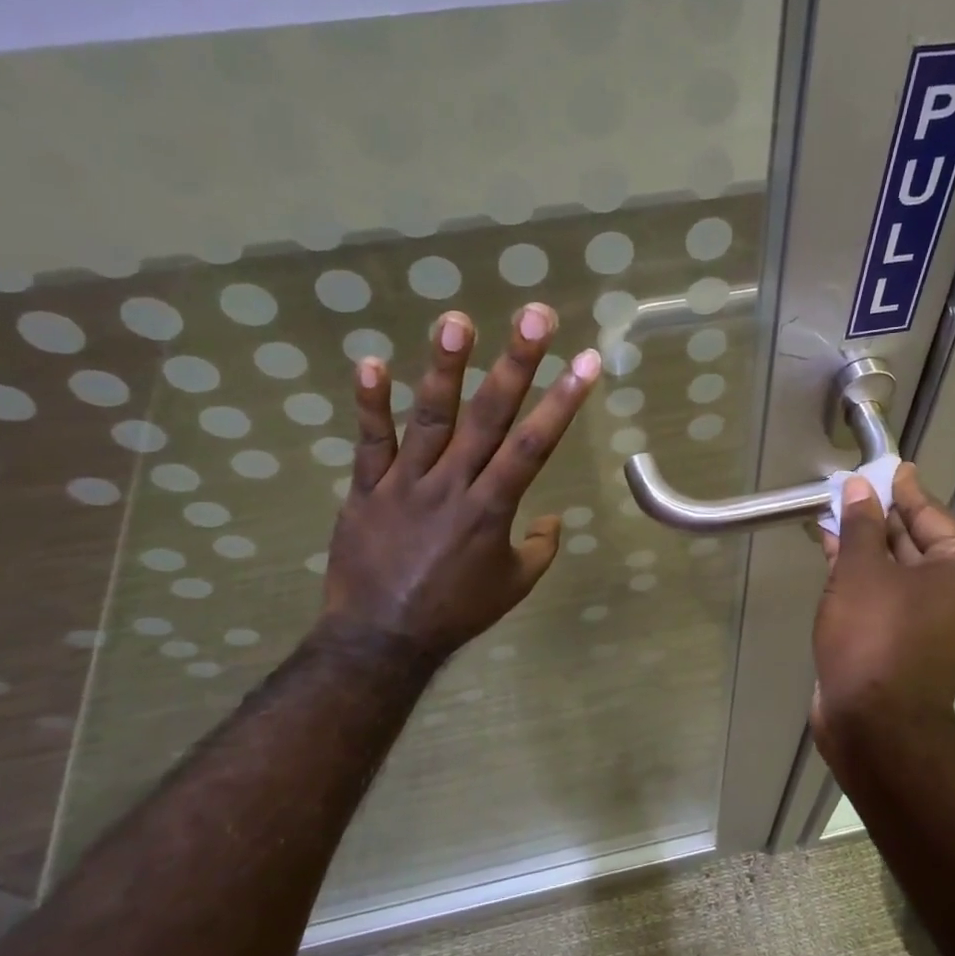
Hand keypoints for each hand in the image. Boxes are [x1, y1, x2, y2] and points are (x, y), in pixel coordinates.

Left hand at [317, 303, 599, 664]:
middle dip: (516, 364)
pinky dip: (370, 404)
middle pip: (489, 417)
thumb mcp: (513, 586)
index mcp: (492, 509)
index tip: (587, 361)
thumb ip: (540, 548)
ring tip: (457, 319)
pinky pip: (369, 442)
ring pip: (430, 418)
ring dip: (445, 368)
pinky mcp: (367, 489)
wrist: (381, 638)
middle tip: (535, 316)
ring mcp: (406, 483)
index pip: (535, 445)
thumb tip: (554, 519)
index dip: (563, 401)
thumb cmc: (456, 611)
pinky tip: (371, 362)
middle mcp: (453, 485)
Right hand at [812, 464, 954, 740]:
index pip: (931, 515)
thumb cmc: (876, 635)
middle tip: (852, 486)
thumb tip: (860, 487)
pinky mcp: (906, 640)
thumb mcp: (863, 570)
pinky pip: (885, 593)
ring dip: (863, 543)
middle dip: (878, 516)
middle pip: (915, 541)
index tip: (887, 466)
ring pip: (896, 569)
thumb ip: (861, 524)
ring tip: (833, 512)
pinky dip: (860, 573)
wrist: (873, 724)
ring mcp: (934, 620)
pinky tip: (831, 548)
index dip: (903, 490)